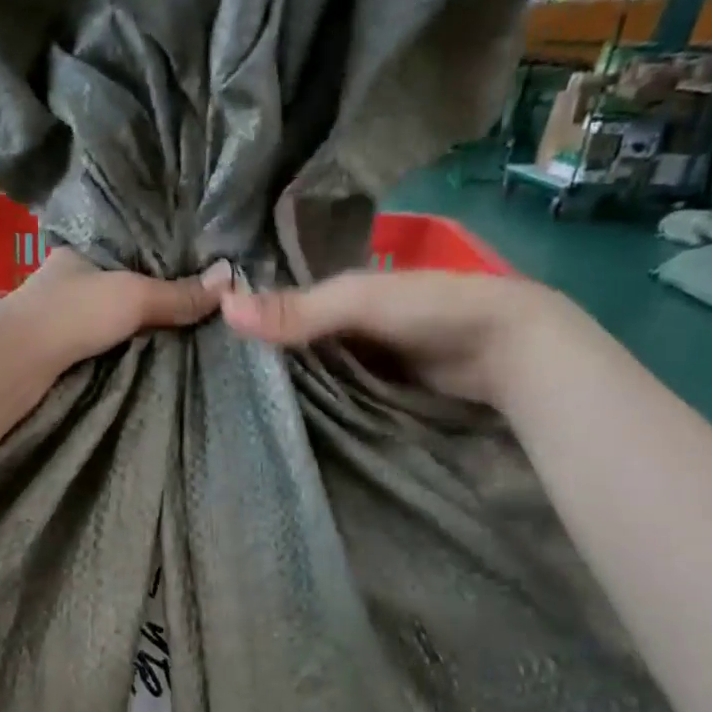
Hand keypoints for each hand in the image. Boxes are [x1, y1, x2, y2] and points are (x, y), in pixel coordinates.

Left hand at [3, 249, 234, 372]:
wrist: (18, 363)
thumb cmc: (73, 313)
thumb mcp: (133, 296)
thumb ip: (177, 293)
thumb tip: (229, 280)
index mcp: (82, 248)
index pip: (130, 242)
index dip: (162, 251)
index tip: (197, 263)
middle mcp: (69, 275)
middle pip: (123, 278)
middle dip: (155, 288)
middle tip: (199, 298)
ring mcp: (62, 310)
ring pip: (112, 309)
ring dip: (140, 318)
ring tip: (185, 322)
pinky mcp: (60, 344)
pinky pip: (104, 336)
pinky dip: (126, 339)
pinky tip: (151, 345)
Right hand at [220, 270, 587, 409]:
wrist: (507, 350)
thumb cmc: (431, 310)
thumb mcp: (357, 303)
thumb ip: (297, 310)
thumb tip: (222, 308)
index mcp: (341, 292)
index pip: (281, 305)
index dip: (249, 320)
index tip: (203, 341)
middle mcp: (347, 325)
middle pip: (293, 343)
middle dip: (262, 358)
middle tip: (213, 385)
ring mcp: (363, 360)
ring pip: (311, 373)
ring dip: (285, 387)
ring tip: (233, 408)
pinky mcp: (377, 392)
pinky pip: (335, 397)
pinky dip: (314, 405)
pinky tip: (282, 420)